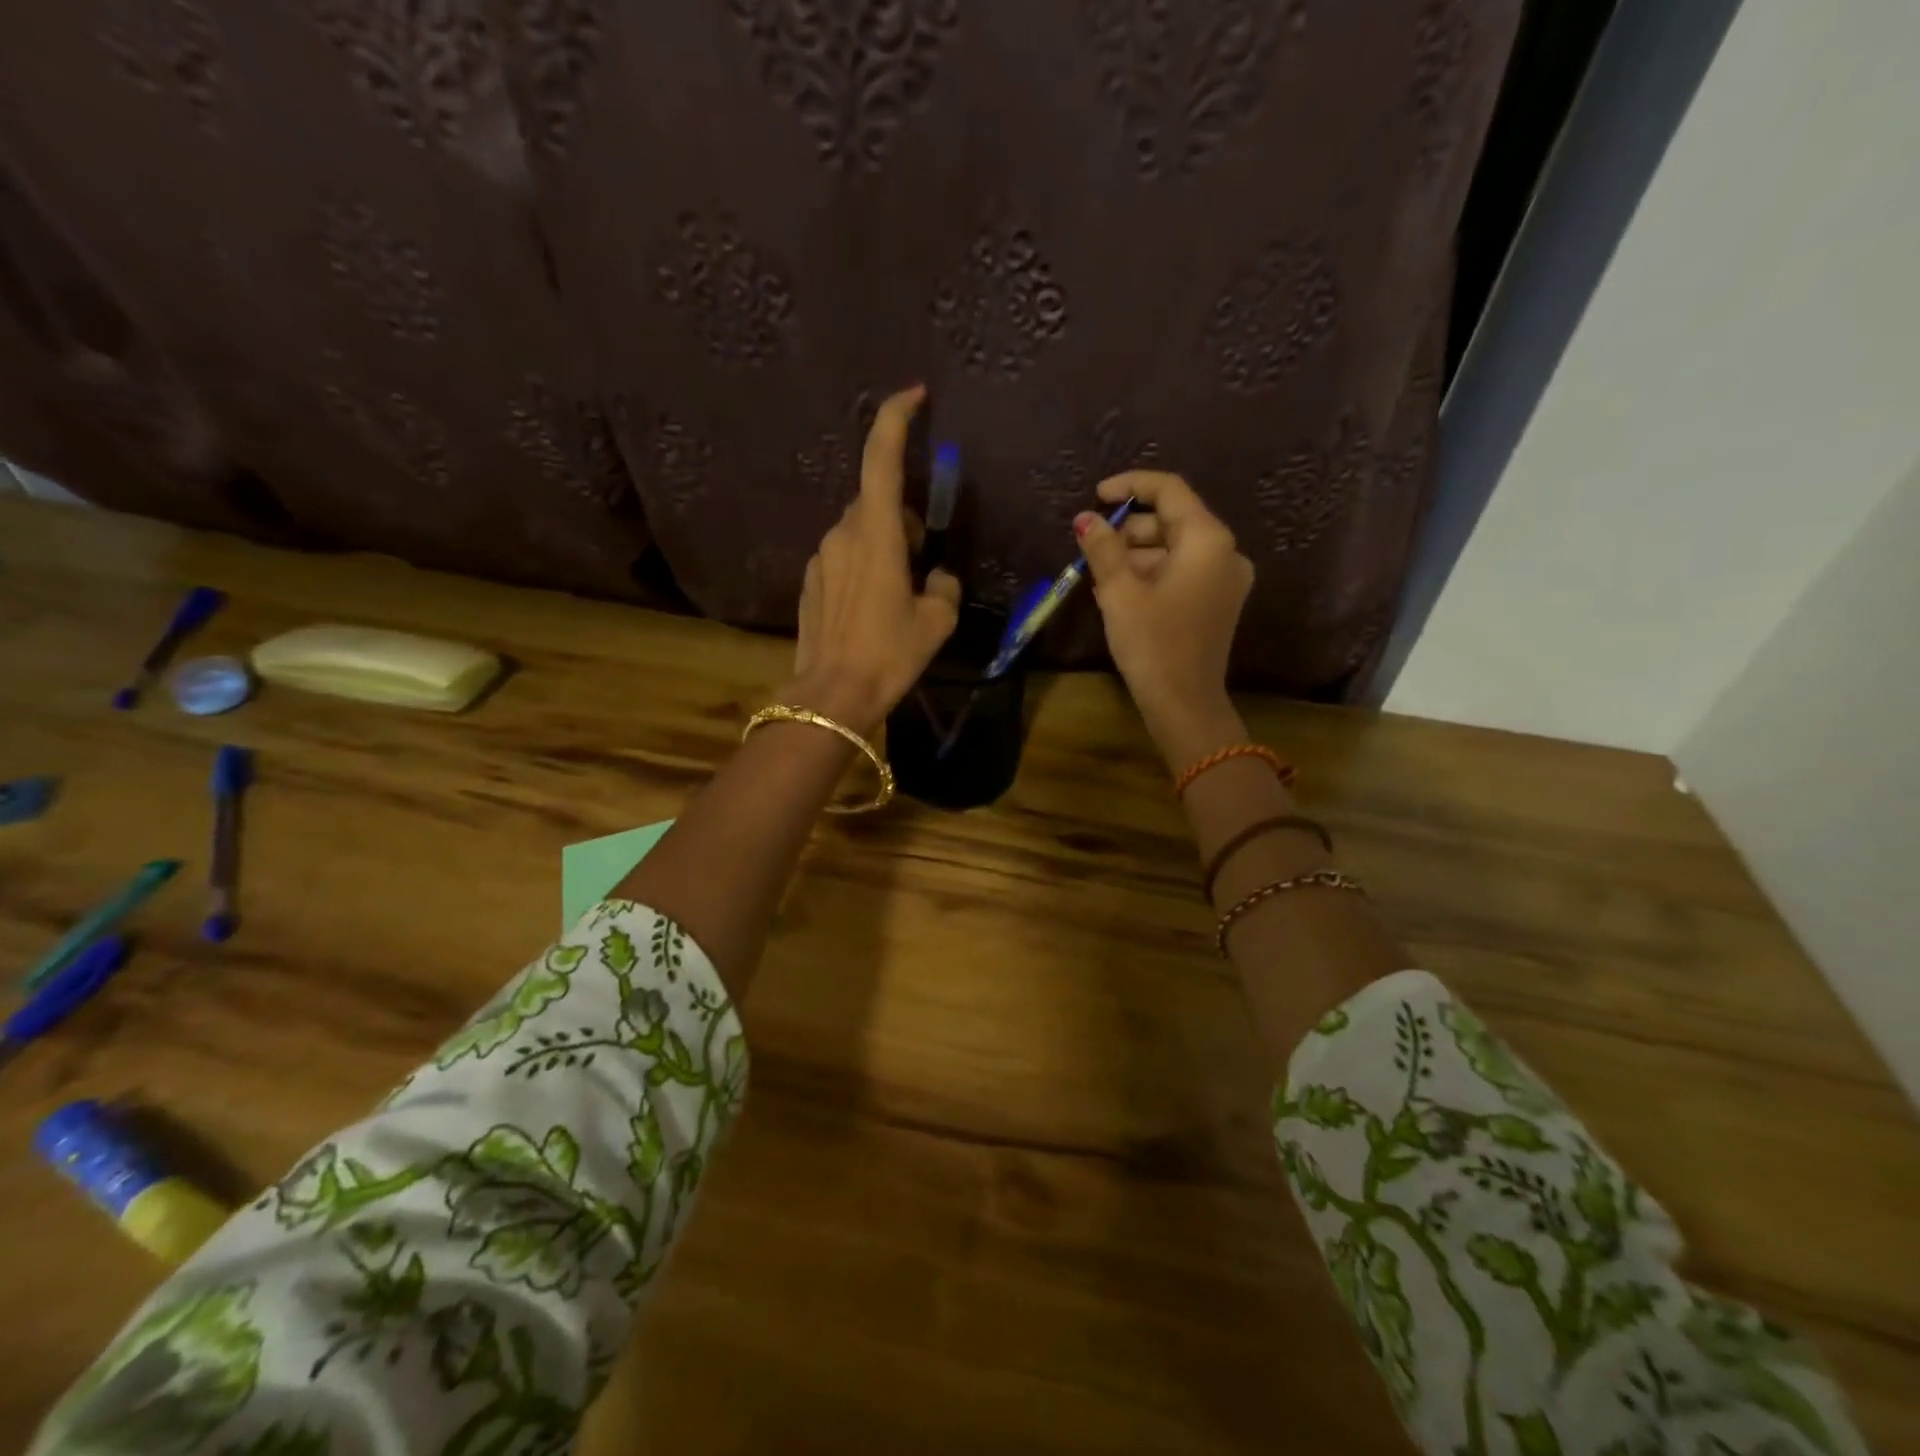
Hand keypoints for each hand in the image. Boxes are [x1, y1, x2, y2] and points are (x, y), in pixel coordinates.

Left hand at [787, 385, 960, 734]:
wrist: (832, 696)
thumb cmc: (889, 655)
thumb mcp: (935, 622)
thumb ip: (943, 586)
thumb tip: (937, 577)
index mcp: (876, 533)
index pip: (882, 456)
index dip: (896, 416)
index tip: (915, 395)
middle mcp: (843, 534)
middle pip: (876, 500)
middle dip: (904, 515)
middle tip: (925, 558)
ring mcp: (822, 557)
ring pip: (860, 530)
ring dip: (885, 544)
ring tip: (902, 591)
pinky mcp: (812, 581)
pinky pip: (845, 556)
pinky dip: (865, 565)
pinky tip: (875, 607)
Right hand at [1076, 471, 1252, 765]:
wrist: (1185, 704)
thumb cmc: (1152, 643)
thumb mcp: (1120, 592)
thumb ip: (1103, 548)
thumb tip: (1086, 518)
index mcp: (1208, 540)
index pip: (1170, 491)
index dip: (1130, 486)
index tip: (1097, 496)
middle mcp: (1225, 552)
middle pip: (1173, 520)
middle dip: (1130, 529)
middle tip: (1091, 547)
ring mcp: (1225, 580)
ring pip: (1175, 549)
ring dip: (1137, 555)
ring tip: (1099, 575)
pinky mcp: (1218, 603)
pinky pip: (1182, 573)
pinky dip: (1152, 574)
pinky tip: (1119, 592)